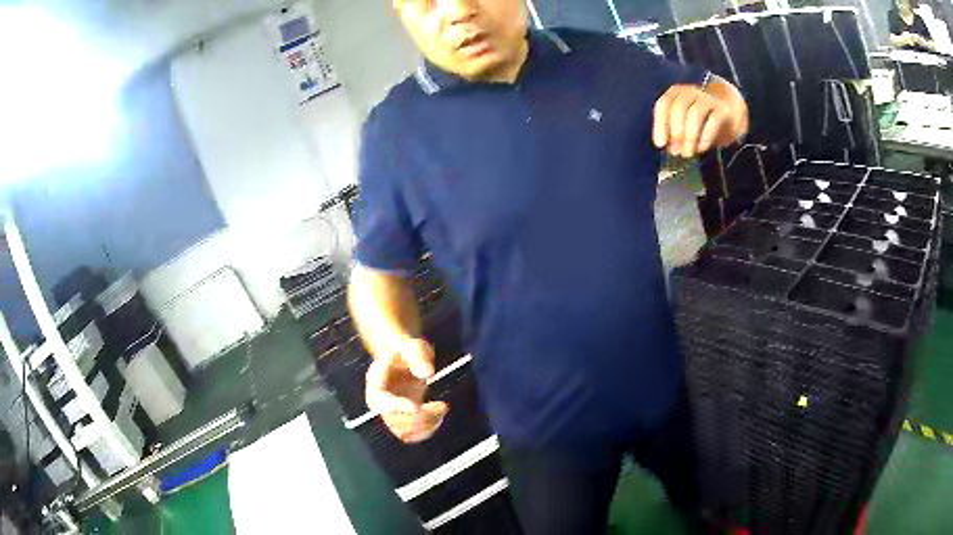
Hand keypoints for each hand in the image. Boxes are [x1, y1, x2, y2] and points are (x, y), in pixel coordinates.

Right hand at [365, 336, 448, 442]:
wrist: (404, 360)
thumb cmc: (407, 351)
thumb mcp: (414, 348)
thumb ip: (418, 357)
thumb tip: (427, 373)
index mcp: (375, 382)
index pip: (380, 402)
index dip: (397, 407)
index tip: (417, 407)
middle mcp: (379, 402)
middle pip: (393, 421)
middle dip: (419, 417)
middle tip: (442, 406)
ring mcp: (390, 413)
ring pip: (403, 432)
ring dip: (426, 426)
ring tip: (442, 409)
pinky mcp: (402, 420)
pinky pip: (411, 435)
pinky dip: (427, 430)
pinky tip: (439, 414)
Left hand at [653, 84, 741, 157]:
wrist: (729, 113)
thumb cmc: (702, 120)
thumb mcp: (684, 124)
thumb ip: (674, 133)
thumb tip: (670, 148)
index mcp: (677, 93)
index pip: (664, 104)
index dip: (660, 124)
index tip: (660, 144)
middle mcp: (691, 92)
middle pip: (679, 107)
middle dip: (676, 132)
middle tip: (676, 151)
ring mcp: (708, 99)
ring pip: (695, 113)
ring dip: (689, 136)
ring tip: (688, 153)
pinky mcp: (723, 109)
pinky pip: (713, 121)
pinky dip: (705, 137)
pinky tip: (701, 148)